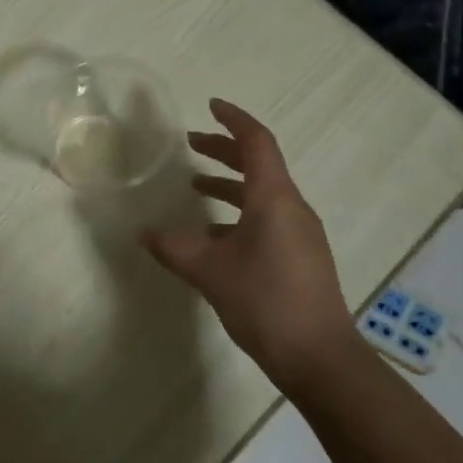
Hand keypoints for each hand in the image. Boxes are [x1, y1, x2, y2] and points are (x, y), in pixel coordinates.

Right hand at [144, 99, 358, 381]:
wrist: (318, 356)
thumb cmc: (265, 301)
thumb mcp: (210, 271)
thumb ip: (174, 247)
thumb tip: (143, 233)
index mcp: (274, 198)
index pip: (257, 143)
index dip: (234, 120)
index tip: (210, 106)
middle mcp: (292, 208)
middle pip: (260, 165)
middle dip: (225, 151)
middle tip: (192, 145)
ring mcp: (300, 234)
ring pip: (262, 194)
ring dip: (230, 185)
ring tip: (195, 189)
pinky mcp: (300, 257)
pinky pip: (267, 219)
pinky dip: (238, 214)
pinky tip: (214, 237)